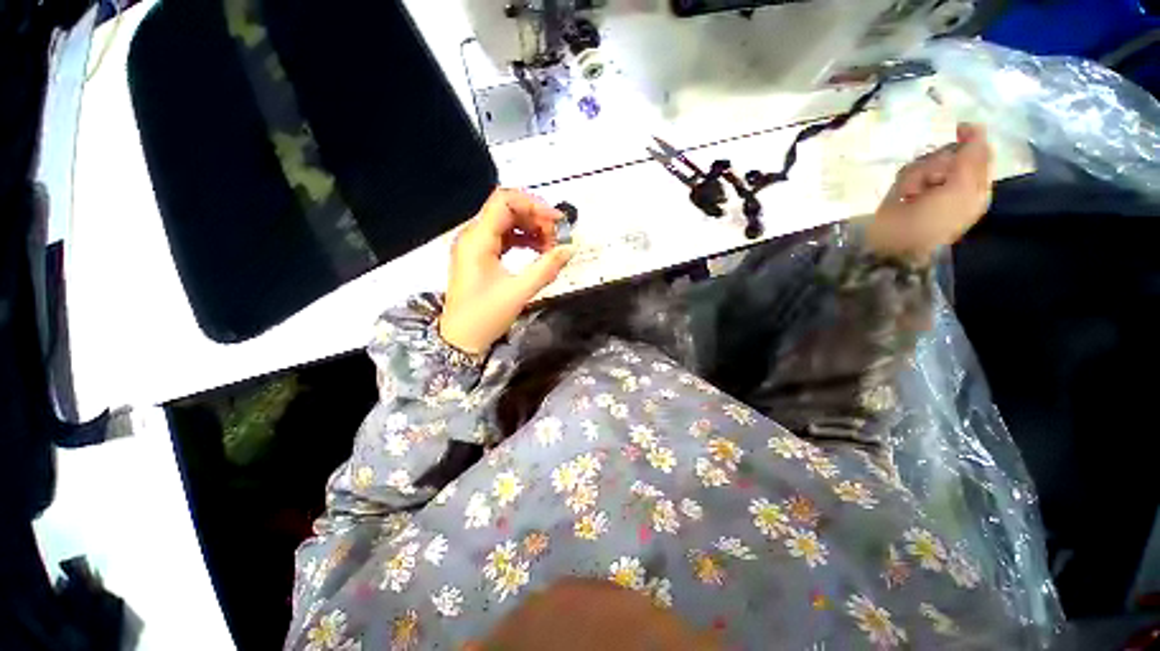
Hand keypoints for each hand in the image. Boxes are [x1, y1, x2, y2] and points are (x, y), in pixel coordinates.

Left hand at [438, 188, 575, 355]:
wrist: (461, 340)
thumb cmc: (485, 316)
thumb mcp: (519, 292)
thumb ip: (546, 268)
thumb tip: (569, 249)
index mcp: (477, 239)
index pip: (505, 201)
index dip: (534, 205)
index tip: (558, 221)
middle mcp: (473, 236)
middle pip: (507, 210)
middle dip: (536, 219)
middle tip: (557, 238)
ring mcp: (476, 246)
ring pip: (507, 224)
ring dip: (531, 230)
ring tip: (551, 247)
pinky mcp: (480, 257)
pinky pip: (505, 238)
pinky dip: (523, 241)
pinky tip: (538, 252)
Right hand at [866, 123, 993, 264]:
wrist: (894, 244)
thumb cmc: (932, 222)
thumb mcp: (962, 190)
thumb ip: (972, 158)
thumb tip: (973, 127)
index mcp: (976, 186)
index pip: (978, 152)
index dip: (971, 141)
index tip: (959, 128)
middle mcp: (954, 183)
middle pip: (951, 154)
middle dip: (940, 162)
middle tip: (934, 182)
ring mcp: (928, 187)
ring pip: (927, 161)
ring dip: (919, 173)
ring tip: (913, 194)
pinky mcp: (906, 190)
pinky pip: (908, 172)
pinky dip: (906, 180)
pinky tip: (903, 195)